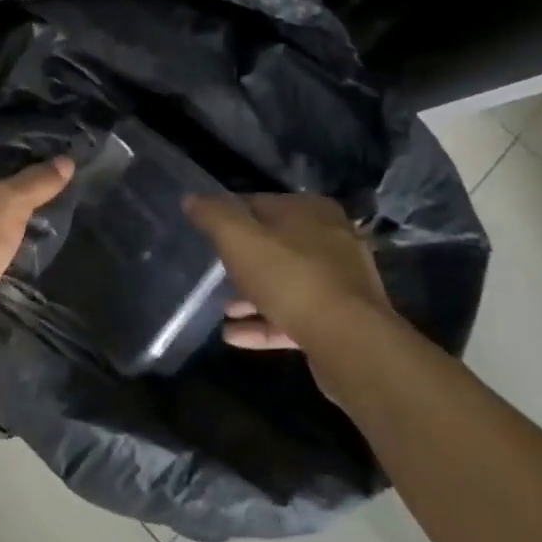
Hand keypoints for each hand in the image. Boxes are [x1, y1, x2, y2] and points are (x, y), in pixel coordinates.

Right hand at [184, 194, 392, 351]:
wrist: (350, 343)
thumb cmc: (290, 278)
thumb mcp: (239, 240)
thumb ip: (213, 216)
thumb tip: (191, 198)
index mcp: (310, 210)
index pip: (259, 203)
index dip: (228, 216)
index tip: (205, 234)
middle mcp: (331, 239)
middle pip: (274, 244)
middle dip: (242, 260)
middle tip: (212, 272)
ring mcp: (339, 282)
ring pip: (285, 283)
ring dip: (252, 296)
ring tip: (222, 310)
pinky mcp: (341, 320)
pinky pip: (295, 316)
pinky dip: (265, 323)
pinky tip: (234, 336)